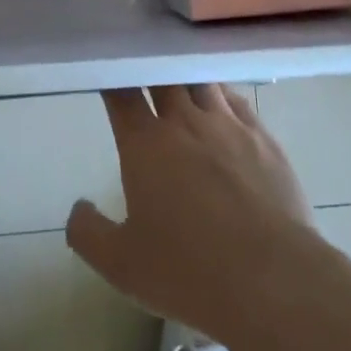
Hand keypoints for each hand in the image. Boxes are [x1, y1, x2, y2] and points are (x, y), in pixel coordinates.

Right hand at [67, 86, 316, 346]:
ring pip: (202, 82)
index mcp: (145, 144)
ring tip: (181, 80)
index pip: (122, 93)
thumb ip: (89, 233)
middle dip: (150, 70)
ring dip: (187, 79)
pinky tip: (222, 102)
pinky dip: (223, 95)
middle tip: (144, 70)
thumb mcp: (122, 265)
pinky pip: (238, 101)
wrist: (272, 280)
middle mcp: (184, 122)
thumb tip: (78, 208)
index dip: (112, 79)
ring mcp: (228, 125)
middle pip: (163, 77)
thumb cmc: (189, 272)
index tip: (107, 73)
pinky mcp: (264, 138)